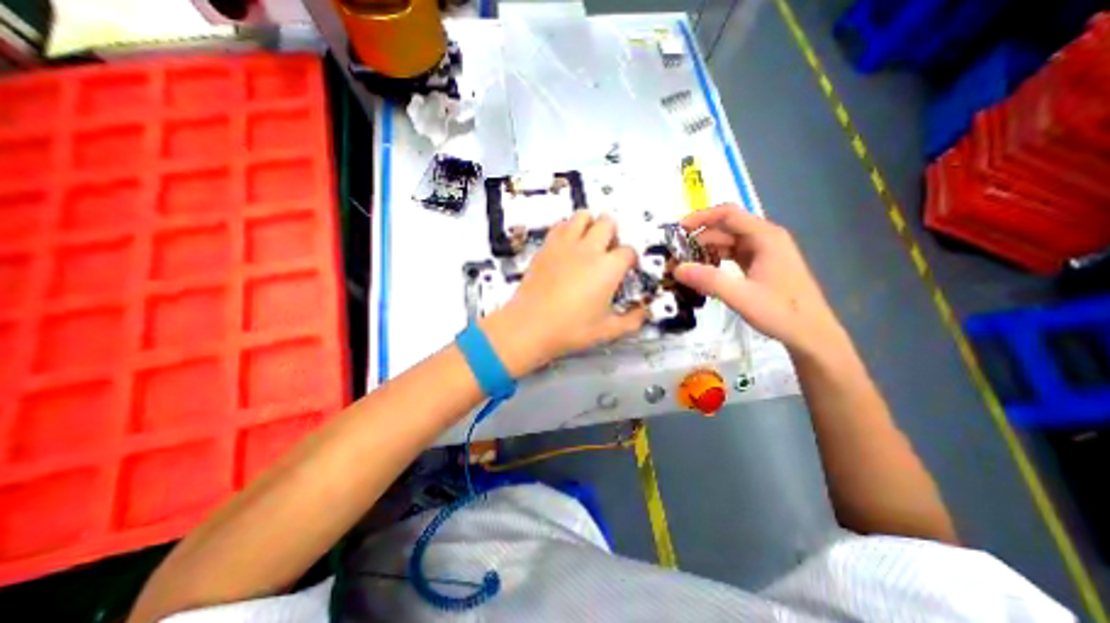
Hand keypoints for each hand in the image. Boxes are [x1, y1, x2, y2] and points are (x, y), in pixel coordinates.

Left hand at [483, 211, 646, 373]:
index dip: (631, 259)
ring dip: (591, 224)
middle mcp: (588, 249)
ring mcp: (565, 244)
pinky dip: (568, 229)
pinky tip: (568, 246)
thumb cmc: (569, 329)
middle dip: (613, 234)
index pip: (629, 251)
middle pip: (608, 222)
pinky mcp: (546, 247)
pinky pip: (560, 225)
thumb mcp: (606, 330)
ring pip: (583, 215)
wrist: (529, 326)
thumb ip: (631, 321)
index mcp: (608, 268)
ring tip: (589, 243)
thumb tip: (643, 313)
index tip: (627, 269)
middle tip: (609, 251)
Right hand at [672, 204, 846, 358]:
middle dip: (700, 238)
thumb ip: (708, 280)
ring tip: (686, 265)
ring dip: (706, 250)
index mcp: (765, 237)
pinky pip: (734, 254)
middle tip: (676, 255)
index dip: (700, 218)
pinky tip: (704, 273)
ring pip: (729, 242)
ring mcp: (765, 251)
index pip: (728, 215)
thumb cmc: (781, 312)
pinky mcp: (762, 264)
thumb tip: (676, 269)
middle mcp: (765, 238)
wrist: (812, 334)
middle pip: (726, 228)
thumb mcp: (740, 296)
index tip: (677, 230)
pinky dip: (717, 260)